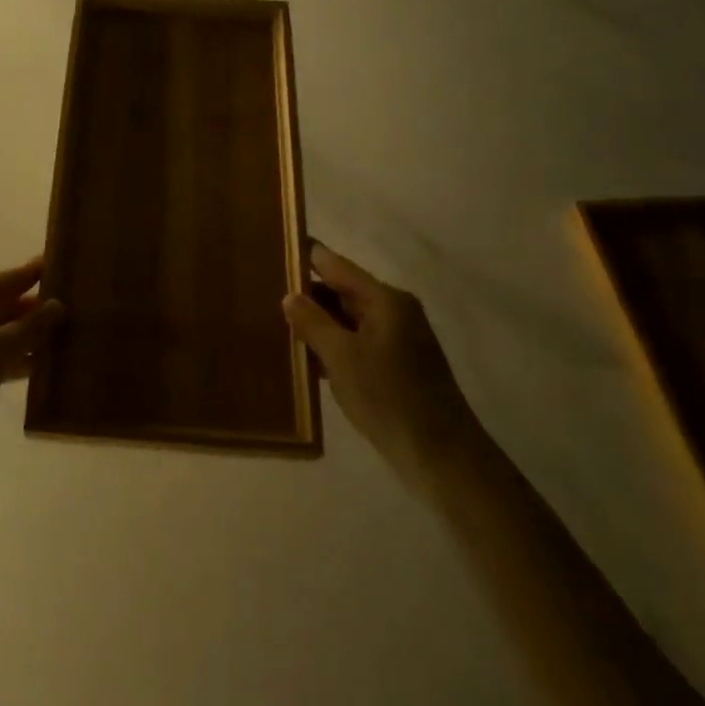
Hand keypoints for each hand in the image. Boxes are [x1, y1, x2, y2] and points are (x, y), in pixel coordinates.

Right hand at [283, 243, 474, 470]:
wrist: (441, 456)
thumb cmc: (389, 397)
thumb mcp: (342, 357)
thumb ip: (313, 322)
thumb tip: (290, 295)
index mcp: (385, 300)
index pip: (336, 265)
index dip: (306, 256)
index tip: (273, 249)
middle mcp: (393, 312)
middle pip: (342, 291)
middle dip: (307, 294)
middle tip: (263, 293)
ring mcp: (396, 340)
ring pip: (347, 320)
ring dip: (317, 323)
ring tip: (275, 324)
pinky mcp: (395, 367)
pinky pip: (355, 343)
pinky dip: (331, 346)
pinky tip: (304, 359)